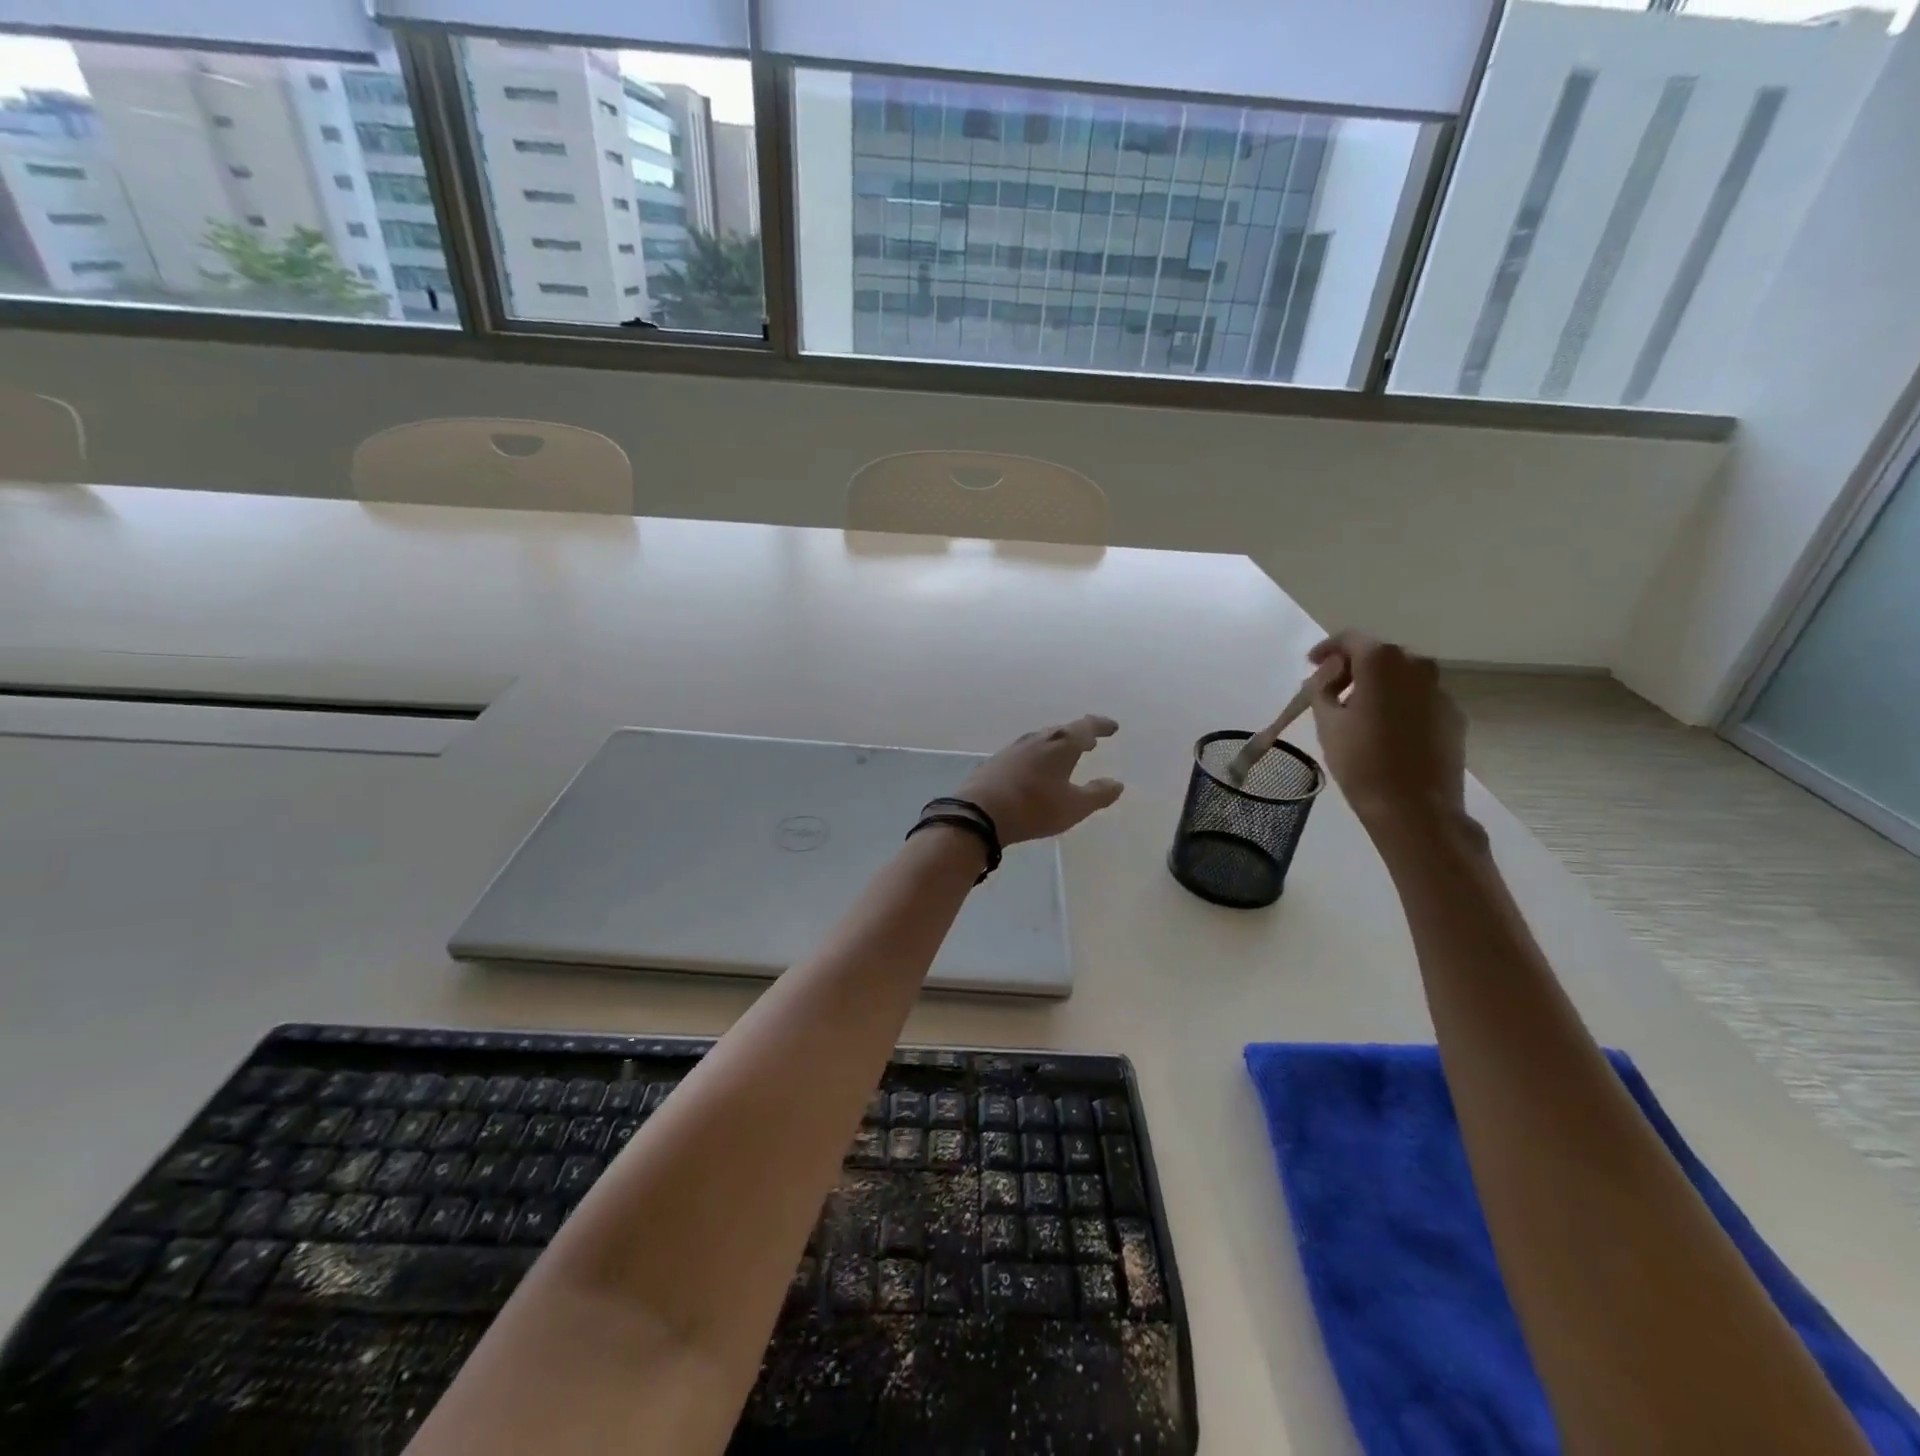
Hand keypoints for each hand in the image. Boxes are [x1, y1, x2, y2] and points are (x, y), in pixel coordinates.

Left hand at [957, 716, 1124, 845]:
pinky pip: (1026, 752)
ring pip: (1042, 740)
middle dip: (1079, 735)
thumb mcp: (1073, 807)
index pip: (1086, 727)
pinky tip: (1036, 768)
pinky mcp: (998, 761)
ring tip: (1066, 754)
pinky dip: (1039, 755)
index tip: (1112, 727)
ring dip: (1057, 745)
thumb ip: (1097, 794)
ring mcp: (1014, 748)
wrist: (979, 812)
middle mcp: (1038, 739)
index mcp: (1061, 744)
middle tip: (1090, 742)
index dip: (1101, 726)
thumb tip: (1116, 783)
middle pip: (1063, 731)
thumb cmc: (1034, 808)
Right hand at [1305, 632, 1468, 831]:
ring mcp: (1440, 691)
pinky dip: (1400, 704)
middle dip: (1354, 667)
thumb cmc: (1361, 762)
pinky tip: (1385, 731)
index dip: (1327, 649)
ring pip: (1402, 677)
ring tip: (1358, 712)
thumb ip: (1322, 689)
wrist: (1415, 808)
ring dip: (1378, 685)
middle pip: (1380, 655)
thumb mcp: (1326, 723)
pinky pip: (1420, 699)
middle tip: (1331, 691)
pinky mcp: (1454, 716)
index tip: (1311, 665)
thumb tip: (1329, 676)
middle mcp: (1417, 666)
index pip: (1351, 639)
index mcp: (1382, 662)